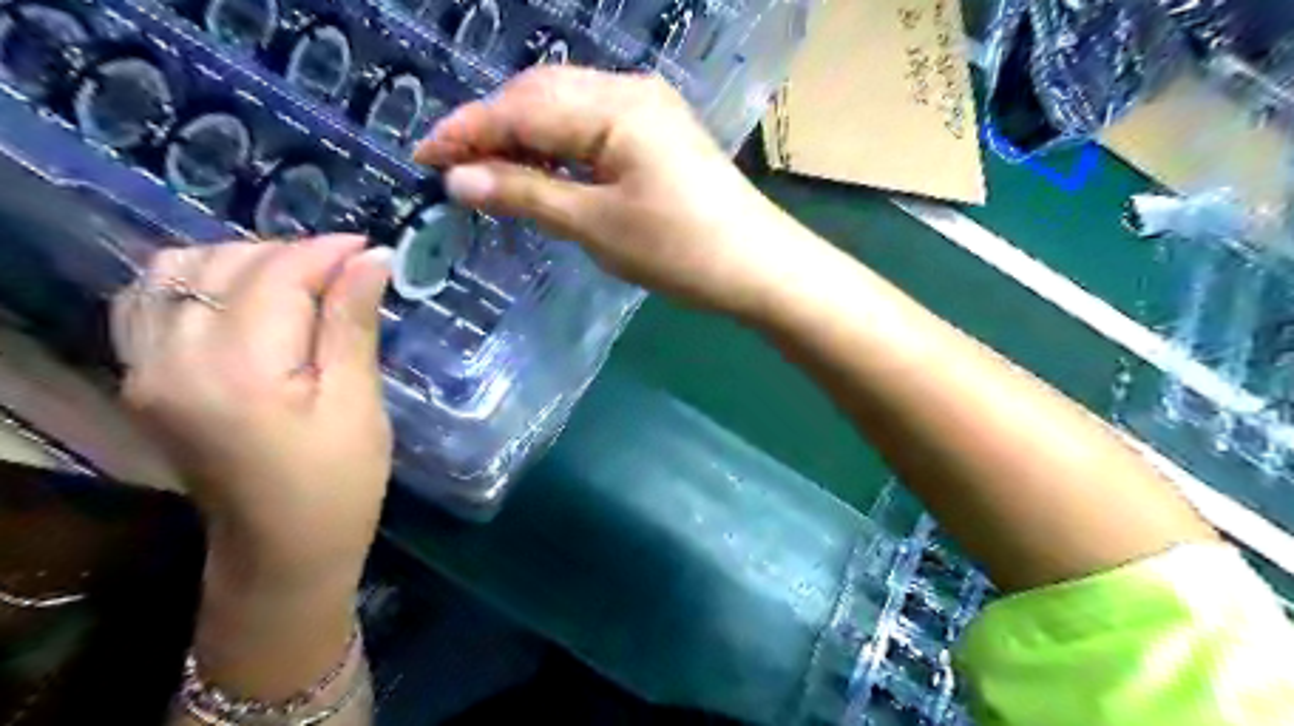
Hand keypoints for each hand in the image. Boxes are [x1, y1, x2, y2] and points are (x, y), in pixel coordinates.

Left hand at [108, 239, 394, 590]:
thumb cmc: (339, 482)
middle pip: (225, 264)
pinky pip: (150, 298)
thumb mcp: (359, 404)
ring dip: (245, 262)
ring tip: (300, 283)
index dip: (327, 252)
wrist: (281, 549)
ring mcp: (143, 368)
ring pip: (178, 270)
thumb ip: (353, 323)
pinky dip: (198, 281)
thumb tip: (372, 258)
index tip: (371, 249)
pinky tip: (242, 297)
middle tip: (347, 274)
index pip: (275, 275)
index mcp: (236, 371)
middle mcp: (171, 359)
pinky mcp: (141, 378)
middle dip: (292, 255)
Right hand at [415, 67, 805, 318]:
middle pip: (541, 97)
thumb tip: (460, 180)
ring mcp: (649, 109)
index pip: (520, 108)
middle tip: (453, 168)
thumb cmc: (680, 249)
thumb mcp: (596, 225)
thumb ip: (527, 195)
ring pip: (566, 110)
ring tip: (488, 172)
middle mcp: (629, 90)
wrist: (758, 266)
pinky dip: (559, 147)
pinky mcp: (659, 134)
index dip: (467, 132)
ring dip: (524, 136)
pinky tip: (542, 170)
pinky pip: (593, 127)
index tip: (422, 158)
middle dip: (492, 129)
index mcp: (613, 105)